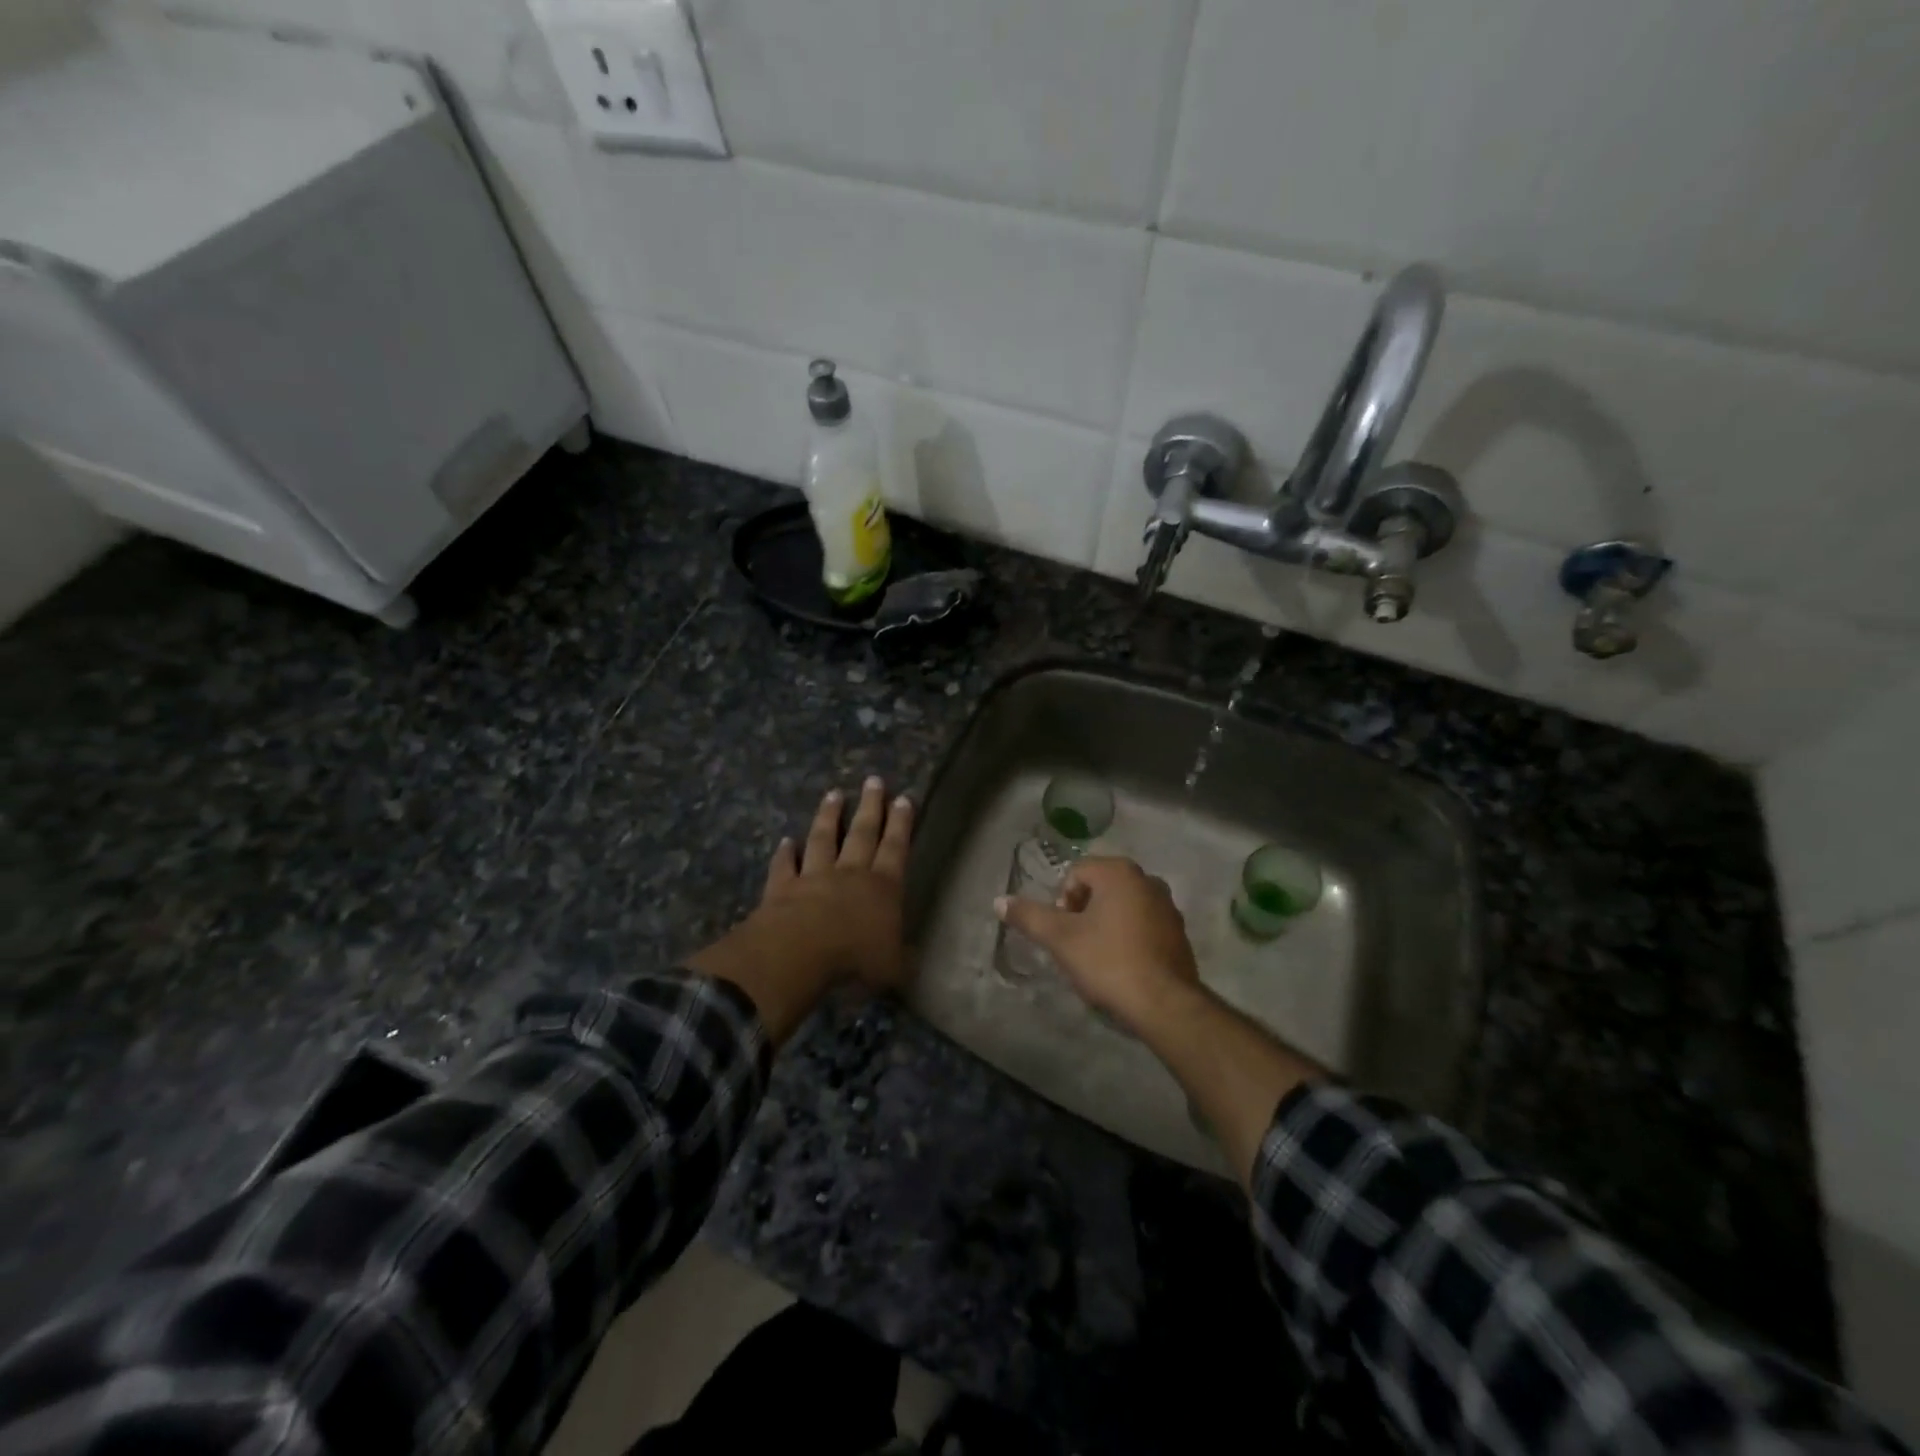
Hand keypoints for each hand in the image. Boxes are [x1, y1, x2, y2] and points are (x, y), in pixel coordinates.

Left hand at [753, 777, 913, 994]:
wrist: (799, 954)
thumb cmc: (854, 959)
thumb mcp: (892, 968)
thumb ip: (902, 960)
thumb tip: (912, 961)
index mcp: (883, 888)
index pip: (895, 849)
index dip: (901, 824)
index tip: (903, 798)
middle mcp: (850, 874)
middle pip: (862, 833)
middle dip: (870, 806)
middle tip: (873, 780)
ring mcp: (814, 877)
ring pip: (823, 839)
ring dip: (828, 817)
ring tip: (833, 794)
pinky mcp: (782, 888)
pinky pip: (784, 866)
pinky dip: (784, 853)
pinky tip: (785, 841)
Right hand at [995, 856, 1199, 1029]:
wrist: (1164, 1004)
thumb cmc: (1108, 961)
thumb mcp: (1060, 939)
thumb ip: (1028, 916)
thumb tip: (999, 901)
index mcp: (1119, 872)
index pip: (1076, 873)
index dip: (1062, 901)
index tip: (1063, 931)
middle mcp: (1147, 880)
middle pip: (1100, 888)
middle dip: (1083, 913)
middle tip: (1076, 944)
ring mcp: (1168, 907)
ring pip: (1122, 907)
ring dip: (1105, 925)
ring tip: (1097, 958)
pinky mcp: (1178, 933)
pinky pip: (1143, 925)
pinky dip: (1128, 938)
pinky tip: (1122, 966)